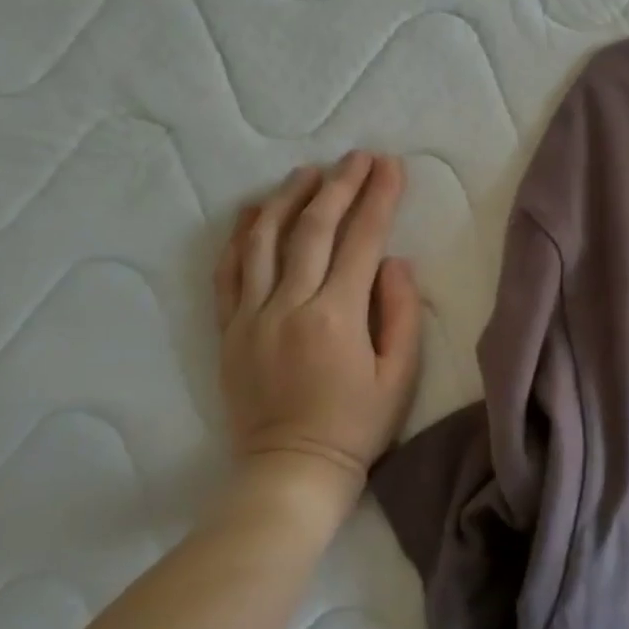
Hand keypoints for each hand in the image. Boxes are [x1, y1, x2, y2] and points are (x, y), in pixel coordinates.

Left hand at [216, 153, 422, 496]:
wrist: (289, 472)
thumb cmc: (356, 426)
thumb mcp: (399, 376)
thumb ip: (401, 313)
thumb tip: (394, 261)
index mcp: (337, 316)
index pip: (362, 240)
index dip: (378, 197)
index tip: (390, 166)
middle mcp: (290, 305)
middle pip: (313, 228)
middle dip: (339, 185)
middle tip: (358, 157)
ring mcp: (251, 315)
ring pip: (264, 239)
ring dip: (287, 197)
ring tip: (308, 172)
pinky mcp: (228, 330)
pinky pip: (228, 271)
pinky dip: (240, 235)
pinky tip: (253, 211)